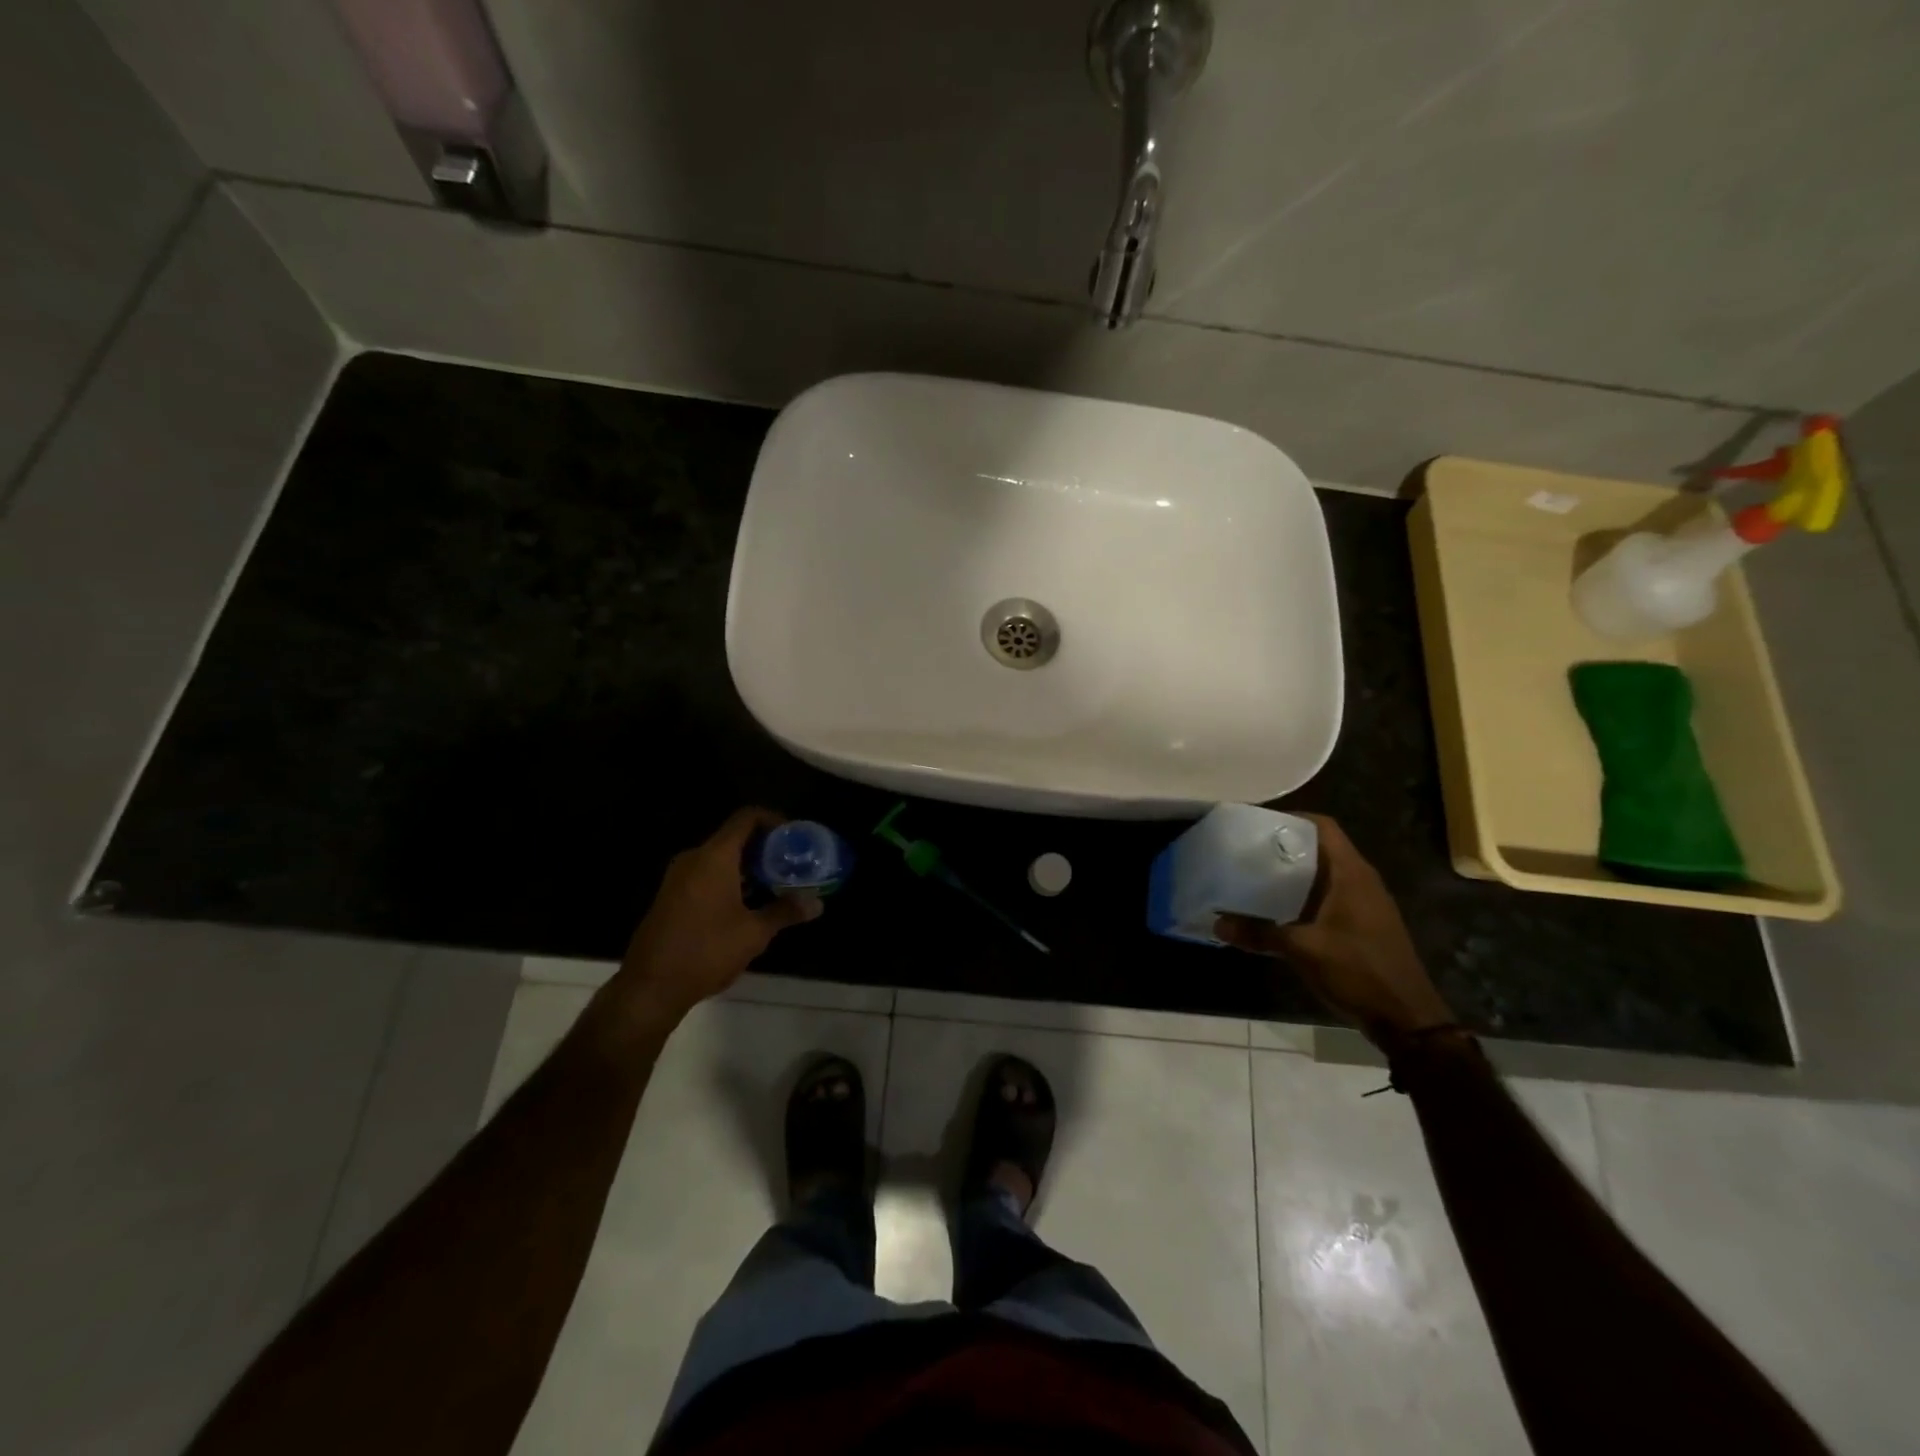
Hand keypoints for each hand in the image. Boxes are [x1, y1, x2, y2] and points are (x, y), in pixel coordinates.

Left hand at [612, 808, 821, 1022]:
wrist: (649, 987)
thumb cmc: (706, 951)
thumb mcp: (753, 933)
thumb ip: (785, 911)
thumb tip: (817, 903)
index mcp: (714, 857)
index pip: (746, 818)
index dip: (773, 819)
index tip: (794, 837)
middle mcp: (694, 859)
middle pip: (734, 837)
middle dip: (765, 848)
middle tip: (792, 864)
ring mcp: (679, 877)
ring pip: (720, 857)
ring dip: (748, 866)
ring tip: (776, 884)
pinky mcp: (671, 896)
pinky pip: (706, 874)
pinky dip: (730, 879)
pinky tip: (748, 903)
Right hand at [1216, 814, 1453, 1048]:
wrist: (1406, 1018)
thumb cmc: (1358, 971)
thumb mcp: (1303, 950)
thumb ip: (1259, 934)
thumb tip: (1217, 923)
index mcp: (1351, 874)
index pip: (1323, 826)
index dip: (1292, 818)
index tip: (1257, 823)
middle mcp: (1361, 880)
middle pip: (1321, 847)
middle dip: (1285, 845)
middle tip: (1247, 849)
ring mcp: (1365, 903)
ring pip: (1324, 873)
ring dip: (1294, 872)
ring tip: (1255, 874)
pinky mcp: (1363, 924)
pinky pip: (1329, 895)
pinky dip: (1304, 894)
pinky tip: (1278, 908)